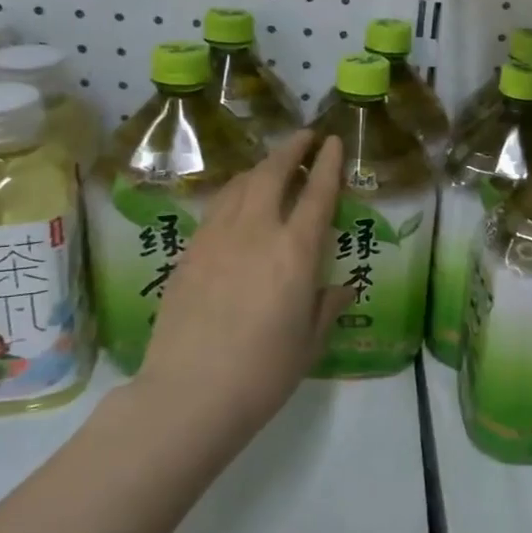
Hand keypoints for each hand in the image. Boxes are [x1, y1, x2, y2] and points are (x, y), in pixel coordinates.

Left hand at [135, 130, 350, 438]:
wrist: (188, 395)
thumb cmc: (263, 372)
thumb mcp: (309, 342)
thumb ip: (327, 307)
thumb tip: (342, 288)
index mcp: (295, 252)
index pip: (316, 194)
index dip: (328, 164)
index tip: (333, 142)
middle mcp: (256, 233)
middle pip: (272, 174)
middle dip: (291, 150)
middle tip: (304, 137)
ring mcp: (216, 240)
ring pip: (239, 186)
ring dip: (260, 168)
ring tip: (272, 165)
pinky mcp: (188, 254)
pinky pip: (215, 209)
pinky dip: (234, 194)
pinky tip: (237, 202)